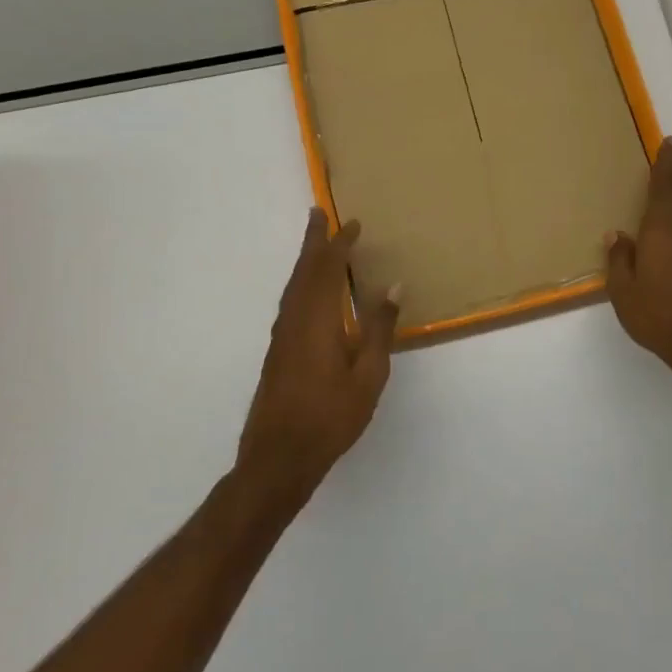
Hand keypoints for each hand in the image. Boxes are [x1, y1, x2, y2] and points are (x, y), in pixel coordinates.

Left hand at [238, 210, 400, 507]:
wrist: (278, 457)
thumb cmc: (330, 417)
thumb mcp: (368, 375)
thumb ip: (380, 330)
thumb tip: (393, 287)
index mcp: (317, 320)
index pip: (328, 269)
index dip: (340, 244)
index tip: (353, 224)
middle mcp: (294, 320)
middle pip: (303, 271)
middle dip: (313, 241)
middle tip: (318, 213)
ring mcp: (282, 336)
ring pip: (293, 287)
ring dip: (305, 261)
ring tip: (316, 244)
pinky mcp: (278, 352)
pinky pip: (290, 302)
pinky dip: (301, 284)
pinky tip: (310, 292)